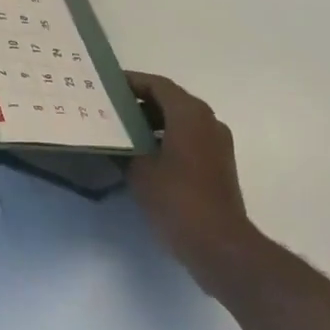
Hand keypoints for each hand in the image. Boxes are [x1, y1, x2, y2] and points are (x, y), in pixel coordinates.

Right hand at [125, 72, 257, 291]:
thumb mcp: (140, 173)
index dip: (132, 82)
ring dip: (154, 122)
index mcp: (189, 113)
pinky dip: (168, 139)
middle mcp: (207, 120)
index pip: (157, 85)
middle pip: (170, 100)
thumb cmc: (178, 200)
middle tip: (112, 108)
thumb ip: (124, 149)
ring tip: (125, 132)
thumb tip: (112, 140)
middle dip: (141, 102)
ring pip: (181, 120)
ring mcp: (217, 143)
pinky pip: (190, 139)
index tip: (109, 86)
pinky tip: (146, 157)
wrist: (221, 246)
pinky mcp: (219, 165)